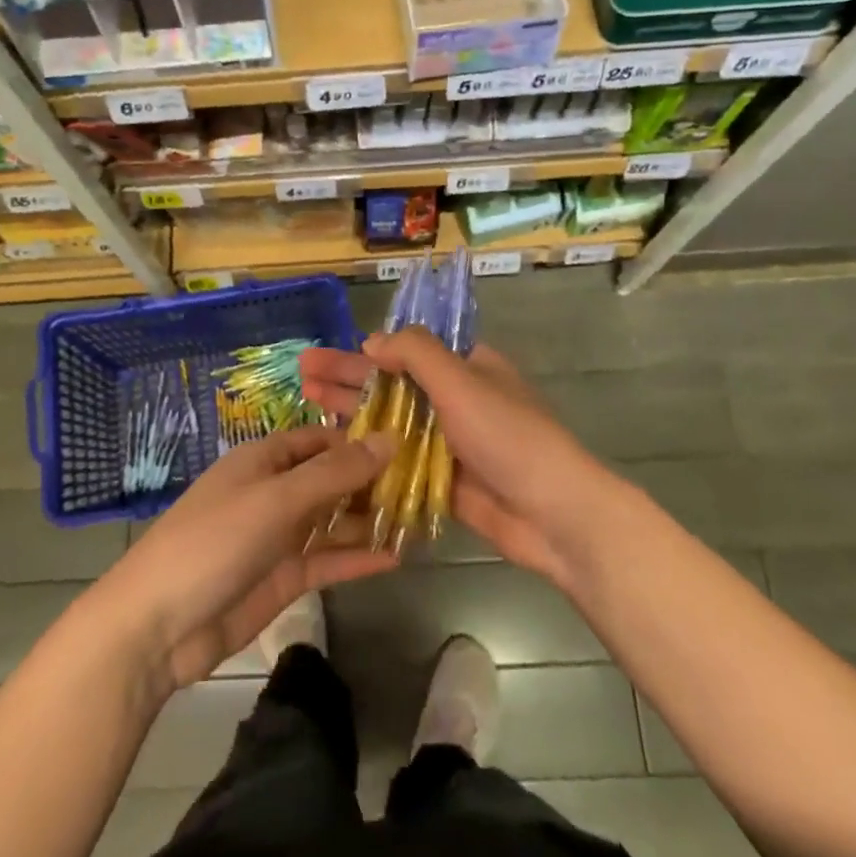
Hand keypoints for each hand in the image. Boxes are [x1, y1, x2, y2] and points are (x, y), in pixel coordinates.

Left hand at [91, 426, 396, 689]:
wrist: (157, 627)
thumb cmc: (213, 542)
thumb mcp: (275, 499)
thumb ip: (334, 473)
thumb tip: (389, 439)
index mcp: (262, 460)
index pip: (318, 439)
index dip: (358, 439)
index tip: (407, 442)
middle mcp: (273, 492)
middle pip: (330, 479)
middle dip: (371, 480)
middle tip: (425, 484)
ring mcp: (278, 537)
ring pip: (332, 520)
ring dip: (368, 519)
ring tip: (420, 518)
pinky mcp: (283, 578)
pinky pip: (327, 560)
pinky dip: (356, 558)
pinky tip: (396, 556)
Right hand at [301, 329, 616, 592]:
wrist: (554, 514)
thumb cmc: (508, 436)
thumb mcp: (462, 381)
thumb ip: (416, 354)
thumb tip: (372, 342)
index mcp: (466, 369)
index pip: (406, 352)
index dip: (365, 352)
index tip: (327, 356)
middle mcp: (456, 401)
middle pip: (392, 384)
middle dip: (347, 378)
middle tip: (301, 374)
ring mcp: (448, 443)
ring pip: (391, 422)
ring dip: (351, 412)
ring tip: (307, 402)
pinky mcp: (442, 481)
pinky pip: (399, 461)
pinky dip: (369, 453)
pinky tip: (334, 451)